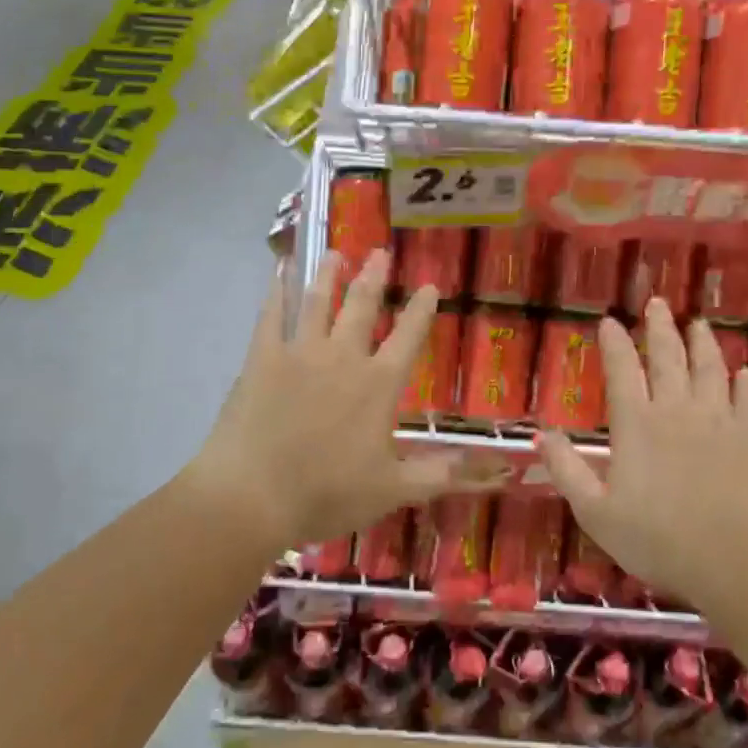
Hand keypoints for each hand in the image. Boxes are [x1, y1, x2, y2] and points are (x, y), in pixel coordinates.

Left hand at [191, 249, 488, 550]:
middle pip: (361, 307)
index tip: (429, 286)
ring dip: (328, 275)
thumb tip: (492, 470)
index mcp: (378, 385)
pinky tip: (280, 270)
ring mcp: (299, 353)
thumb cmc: (327, 494)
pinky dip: (276, 290)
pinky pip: (271, 315)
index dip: (421, 311)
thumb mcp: (393, 490)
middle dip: (373, 278)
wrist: (254, 495)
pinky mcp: (262, 358)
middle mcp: (342, 357)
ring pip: (317, 302)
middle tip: (379, 253)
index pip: (408, 338)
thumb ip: (439, 474)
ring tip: (336, 253)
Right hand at [537, 298, 747, 600]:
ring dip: (703, 344)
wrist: (742, 563)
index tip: (608, 321)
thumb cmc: (660, 541)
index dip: (613, 343)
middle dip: (660, 328)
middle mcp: (678, 411)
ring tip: (698, 324)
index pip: (621, 371)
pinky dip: (746, 383)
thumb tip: (542, 434)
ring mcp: (720, 421)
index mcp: (637, 425)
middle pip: (668, 358)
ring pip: (711, 369)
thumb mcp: (596, 513)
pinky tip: (746, 374)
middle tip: (657, 302)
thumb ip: (567, 471)